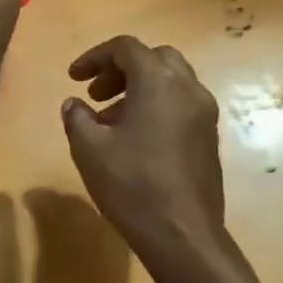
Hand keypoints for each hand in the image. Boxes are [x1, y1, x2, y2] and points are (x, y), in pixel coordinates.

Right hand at [61, 36, 226, 252]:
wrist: (181, 234)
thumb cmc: (131, 184)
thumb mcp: (89, 148)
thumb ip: (77, 118)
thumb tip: (74, 105)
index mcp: (159, 82)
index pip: (126, 48)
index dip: (95, 57)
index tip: (73, 78)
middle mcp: (188, 89)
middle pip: (154, 58)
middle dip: (121, 69)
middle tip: (96, 94)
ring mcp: (204, 114)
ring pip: (171, 82)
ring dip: (138, 89)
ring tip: (109, 120)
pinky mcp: (209, 138)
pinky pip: (180, 105)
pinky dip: (156, 106)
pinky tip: (133, 139)